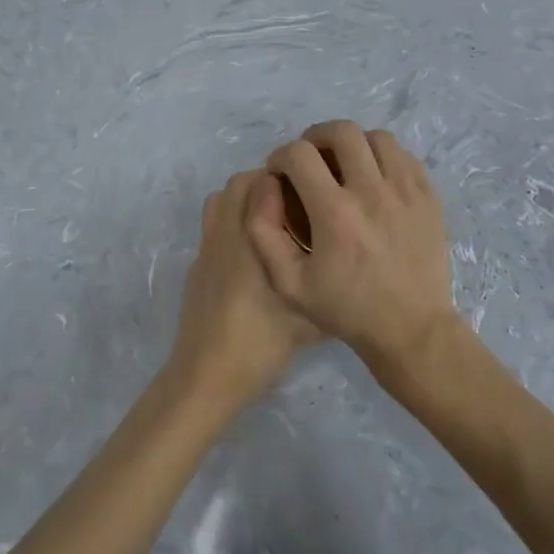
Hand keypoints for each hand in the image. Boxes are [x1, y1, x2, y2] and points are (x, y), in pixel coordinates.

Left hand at [168, 171, 319, 410]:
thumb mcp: (310, 321)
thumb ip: (331, 290)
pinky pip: (212, 225)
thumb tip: (355, 274)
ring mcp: (207, 248)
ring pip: (220, 201)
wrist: (207, 375)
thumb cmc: (260, 342)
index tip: (310, 190)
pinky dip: (230, 223)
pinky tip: (252, 255)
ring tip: (273, 223)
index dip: (285, 178)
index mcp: (252, 237)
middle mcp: (226, 232)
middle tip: (295, 205)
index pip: (260, 182)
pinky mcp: (197, 266)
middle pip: (239, 184)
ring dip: (244, 200)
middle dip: (266, 184)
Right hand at [247, 121, 456, 368]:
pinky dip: (383, 157)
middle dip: (316, 137)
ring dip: (353, 143)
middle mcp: (372, 192)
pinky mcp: (428, 196)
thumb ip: (264, 233)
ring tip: (344, 165)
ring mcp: (405, 191)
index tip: (280, 173)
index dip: (281, 156)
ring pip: (376, 137)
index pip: (299, 154)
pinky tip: (374, 178)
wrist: (412, 329)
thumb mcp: (289, 283)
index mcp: (335, 213)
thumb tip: (265, 187)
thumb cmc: (347, 309)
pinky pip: (403, 155)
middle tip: (311, 160)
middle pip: (341, 131)